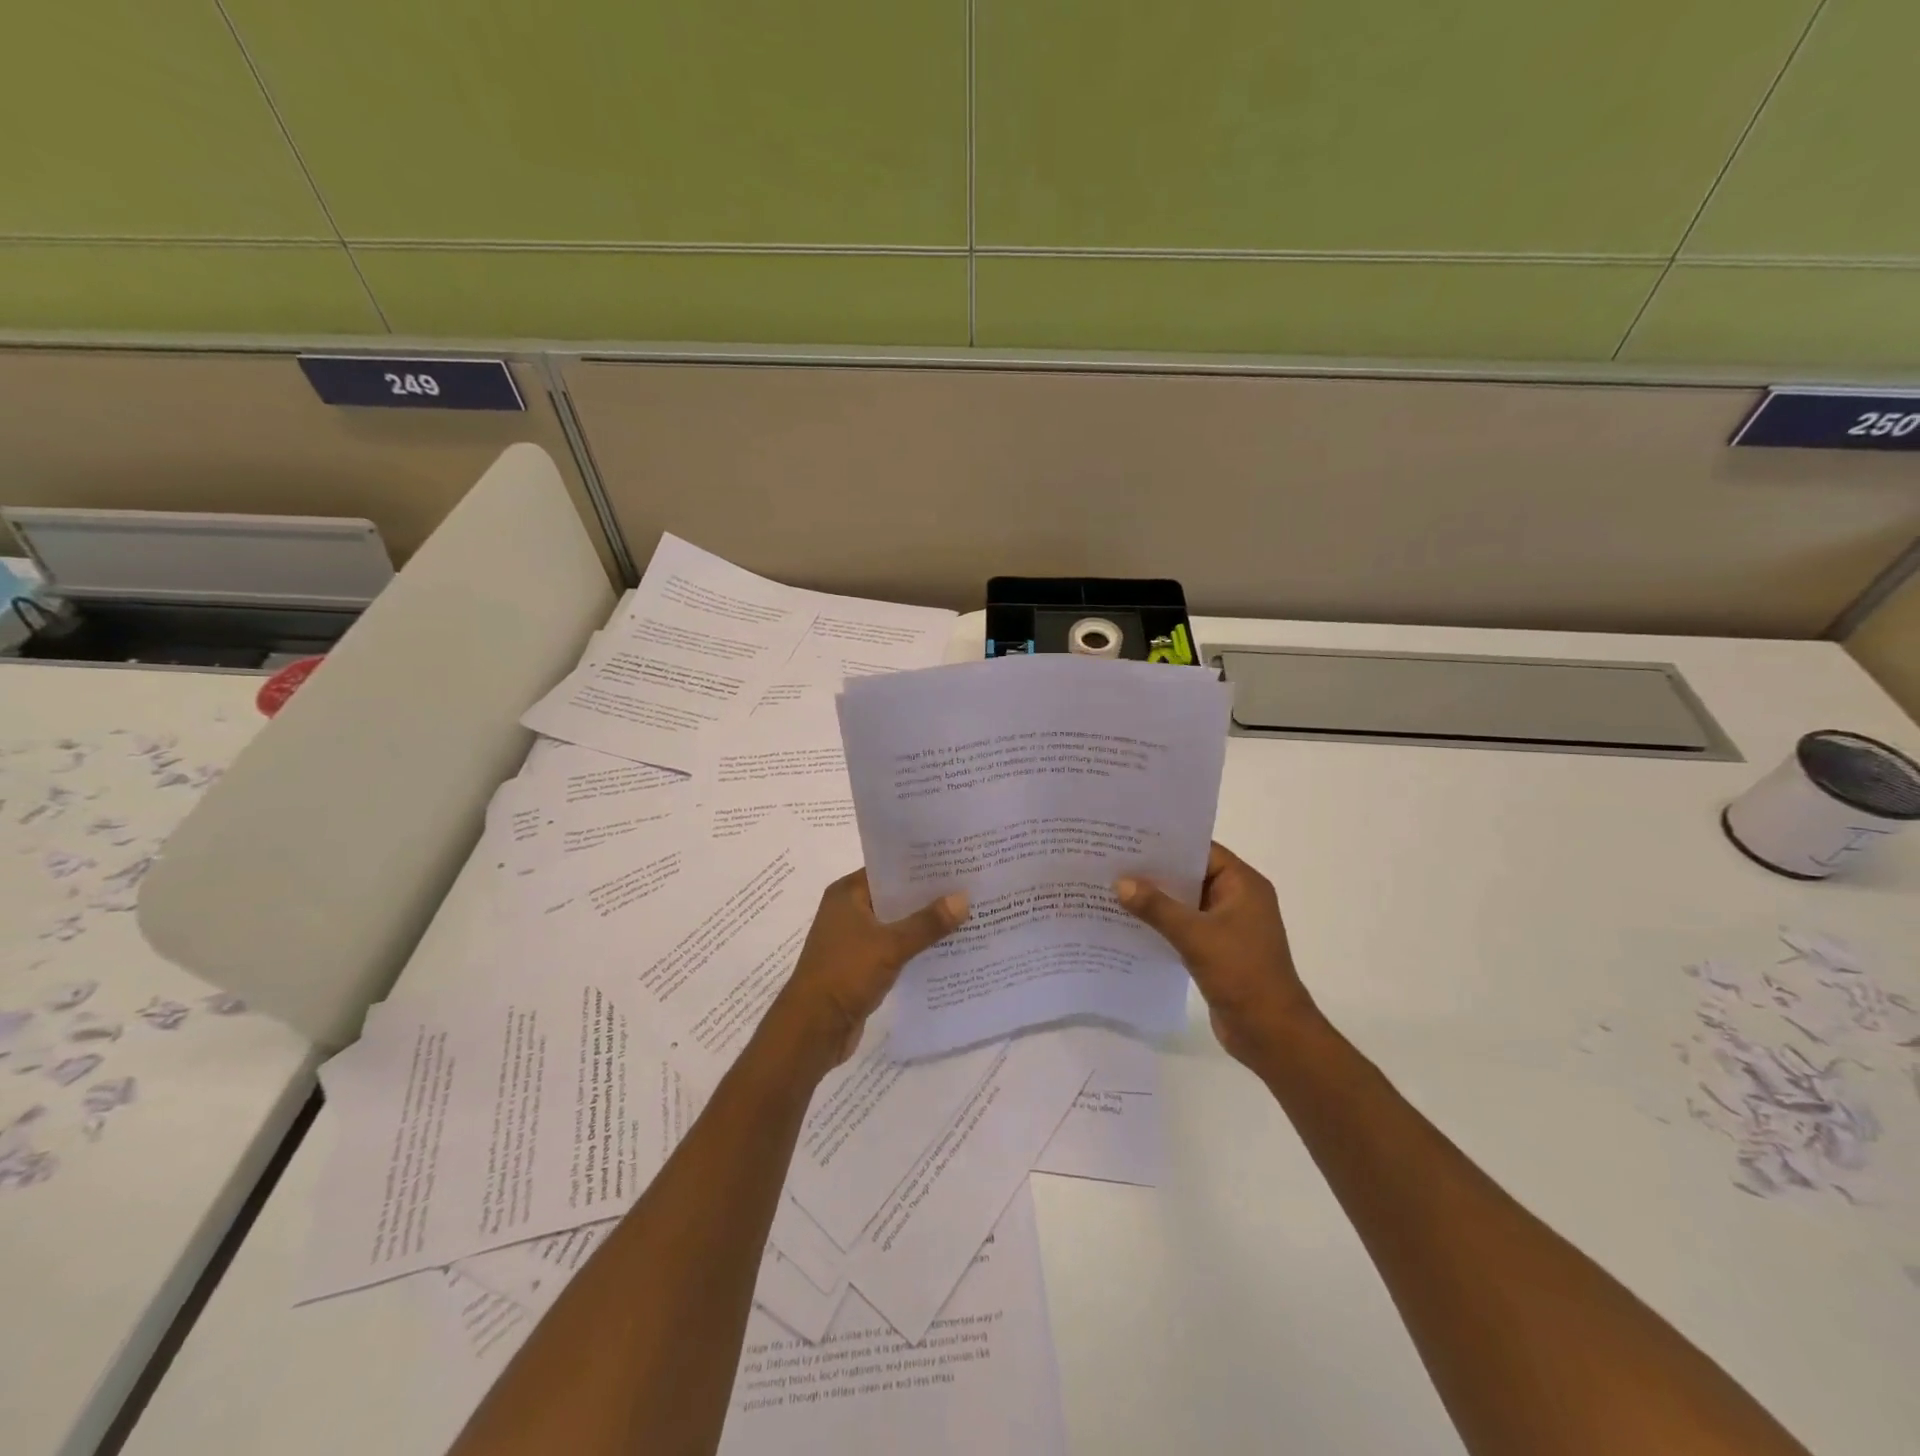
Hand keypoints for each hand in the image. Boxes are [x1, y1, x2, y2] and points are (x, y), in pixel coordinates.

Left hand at [766, 870, 968, 1071]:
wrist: (813, 1028)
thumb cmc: (845, 974)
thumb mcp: (890, 945)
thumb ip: (927, 923)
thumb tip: (963, 898)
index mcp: (847, 894)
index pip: (888, 869)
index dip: (920, 865)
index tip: (954, 860)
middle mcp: (849, 910)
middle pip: (894, 896)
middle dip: (927, 895)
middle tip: (968, 886)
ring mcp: (854, 939)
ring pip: (896, 923)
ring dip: (923, 923)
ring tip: (965, 914)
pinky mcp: (861, 965)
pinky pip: (894, 947)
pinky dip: (914, 946)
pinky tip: (946, 947)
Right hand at [1116, 843, 1316, 1065]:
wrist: (1271, 1034)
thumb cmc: (1241, 973)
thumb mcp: (1195, 936)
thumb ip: (1157, 907)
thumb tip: (1121, 882)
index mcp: (1243, 885)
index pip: (1201, 850)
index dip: (1167, 843)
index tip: (1129, 838)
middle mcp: (1237, 899)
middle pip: (1190, 875)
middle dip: (1155, 871)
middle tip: (1113, 860)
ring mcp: (1227, 926)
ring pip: (1185, 902)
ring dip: (1155, 899)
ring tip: (1113, 888)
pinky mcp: (1216, 950)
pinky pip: (1184, 927)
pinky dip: (1161, 923)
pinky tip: (1129, 923)